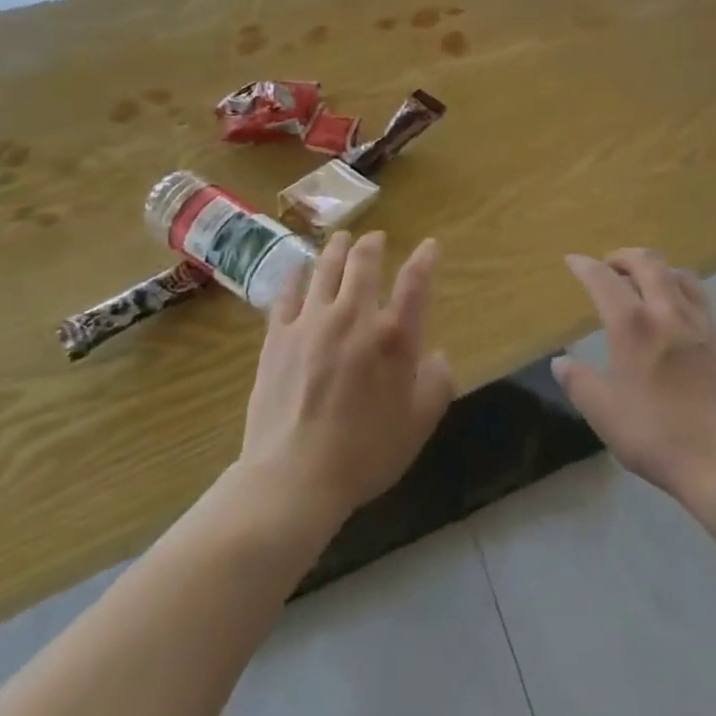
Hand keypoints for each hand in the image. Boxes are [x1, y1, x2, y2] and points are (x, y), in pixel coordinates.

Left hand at [237, 231, 454, 531]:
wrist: (294, 477)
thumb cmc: (364, 454)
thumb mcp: (417, 425)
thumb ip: (436, 384)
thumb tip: (437, 356)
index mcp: (393, 337)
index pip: (415, 283)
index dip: (425, 258)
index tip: (430, 245)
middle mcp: (354, 316)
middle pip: (364, 262)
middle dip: (373, 244)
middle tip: (376, 238)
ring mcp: (312, 321)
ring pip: (326, 268)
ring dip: (337, 248)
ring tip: (341, 239)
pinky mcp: (278, 334)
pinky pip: (287, 292)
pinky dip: (296, 275)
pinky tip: (298, 268)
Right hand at [553, 249, 715, 503]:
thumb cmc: (657, 435)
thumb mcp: (604, 414)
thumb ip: (579, 383)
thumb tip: (560, 362)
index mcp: (633, 325)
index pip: (603, 279)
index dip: (585, 265)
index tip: (573, 260)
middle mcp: (669, 313)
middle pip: (649, 263)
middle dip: (625, 256)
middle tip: (612, 264)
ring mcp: (705, 326)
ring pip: (683, 277)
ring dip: (661, 271)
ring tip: (650, 283)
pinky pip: (705, 307)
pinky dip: (686, 301)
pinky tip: (683, 324)